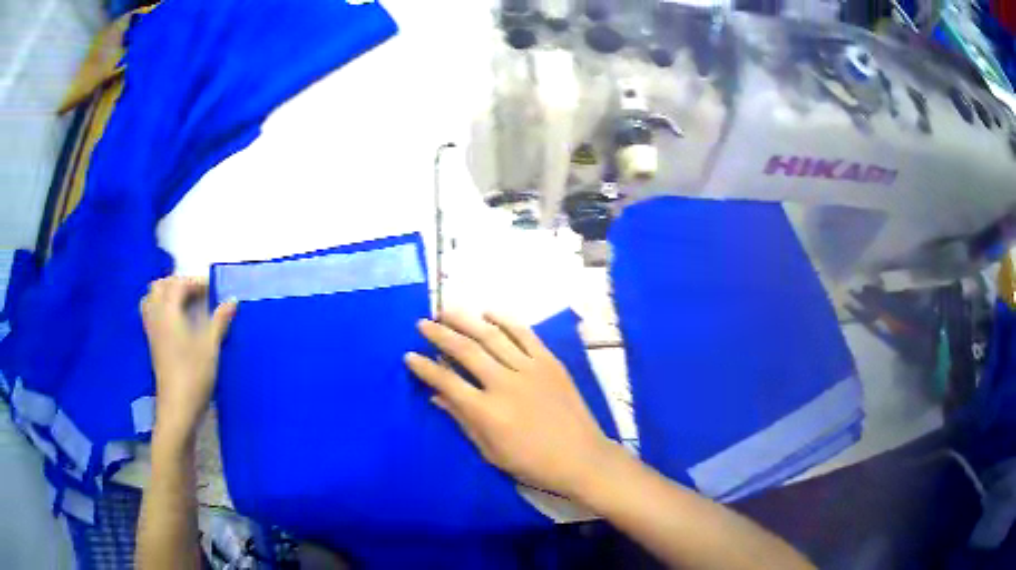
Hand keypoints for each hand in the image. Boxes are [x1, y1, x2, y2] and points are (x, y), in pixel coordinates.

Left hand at [141, 277, 236, 441]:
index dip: (195, 282)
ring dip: (167, 295)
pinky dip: (162, 309)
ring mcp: (152, 331)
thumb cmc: (194, 375)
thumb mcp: (210, 346)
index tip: (213, 290)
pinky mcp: (153, 344)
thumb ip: (220, 321)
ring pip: (152, 299)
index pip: (178, 284)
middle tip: (197, 294)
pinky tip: (178, 322)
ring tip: (185, 304)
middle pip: (160, 287)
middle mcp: (156, 316)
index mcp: (168, 312)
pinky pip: (151, 314)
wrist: (178, 408)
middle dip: (178, 284)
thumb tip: (232, 300)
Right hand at [405, 311, 617, 500]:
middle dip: (440, 334)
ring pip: (492, 336)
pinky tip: (488, 312)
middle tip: (423, 323)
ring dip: (466, 320)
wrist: (581, 458)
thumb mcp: (490, 451)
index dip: (425, 368)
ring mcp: (530, 369)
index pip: (447, 381)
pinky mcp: (550, 362)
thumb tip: (437, 396)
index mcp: (487, 412)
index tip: (410, 355)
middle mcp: (505, 383)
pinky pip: (525, 334)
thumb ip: (463, 420)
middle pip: (466, 350)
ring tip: (447, 311)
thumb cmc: (532, 463)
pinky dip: (505, 320)